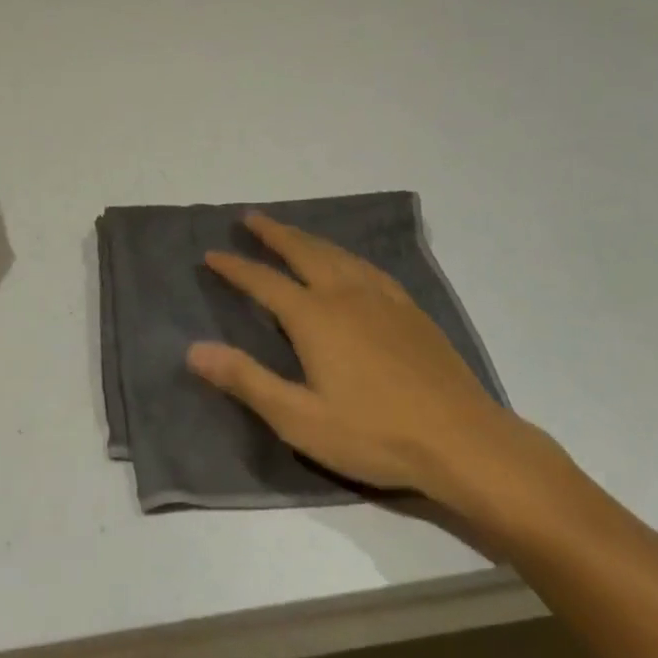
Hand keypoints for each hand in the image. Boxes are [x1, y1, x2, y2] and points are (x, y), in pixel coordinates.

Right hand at [187, 214, 575, 548]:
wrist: (463, 440)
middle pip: (301, 251)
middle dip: (272, 233)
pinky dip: (344, 253)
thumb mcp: (300, 419)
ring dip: (306, 237)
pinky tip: (347, 261)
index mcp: (314, 317)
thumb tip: (194, 349)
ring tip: (290, 230)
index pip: (263, 282)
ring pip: (335, 253)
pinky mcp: (408, 309)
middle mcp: (343, 294)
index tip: (211, 253)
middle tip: (250, 217)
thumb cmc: (375, 434)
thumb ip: (246, 380)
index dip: (235, 267)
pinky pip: (367, 266)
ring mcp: (381, 297)